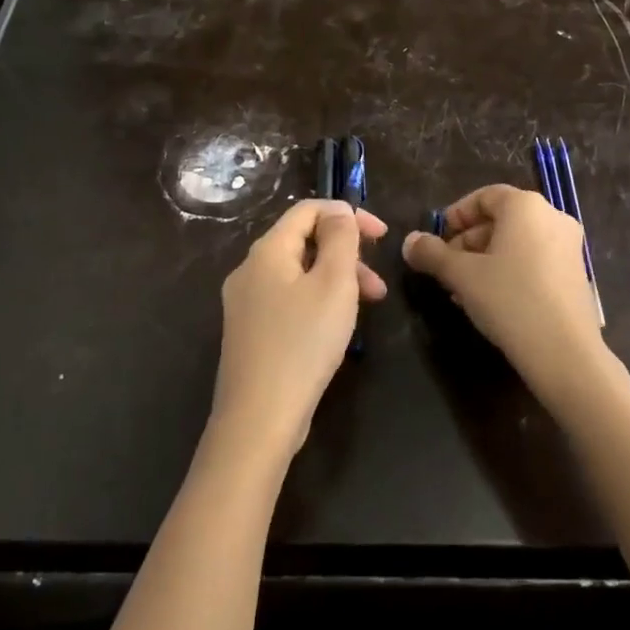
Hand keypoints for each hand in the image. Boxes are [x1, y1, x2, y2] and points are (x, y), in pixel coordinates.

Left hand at [211, 199, 387, 459]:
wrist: (258, 418)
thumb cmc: (302, 343)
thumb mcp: (333, 284)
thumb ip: (340, 239)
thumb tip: (338, 210)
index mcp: (267, 251)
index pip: (307, 210)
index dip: (347, 214)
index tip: (383, 235)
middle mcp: (249, 270)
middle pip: (303, 242)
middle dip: (346, 254)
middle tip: (379, 284)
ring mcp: (246, 303)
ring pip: (299, 274)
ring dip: (337, 280)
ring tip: (369, 307)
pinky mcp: (251, 332)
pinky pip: (289, 300)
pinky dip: (318, 301)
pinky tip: (337, 327)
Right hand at [403, 185, 614, 410]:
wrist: (565, 352)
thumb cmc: (509, 299)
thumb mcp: (461, 275)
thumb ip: (431, 254)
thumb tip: (410, 241)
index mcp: (526, 206)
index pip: (484, 197)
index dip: (456, 215)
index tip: (437, 241)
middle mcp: (552, 217)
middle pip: (500, 220)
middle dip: (468, 242)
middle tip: (446, 269)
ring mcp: (569, 246)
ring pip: (516, 243)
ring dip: (485, 260)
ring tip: (463, 290)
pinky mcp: (576, 274)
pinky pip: (534, 260)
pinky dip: (509, 271)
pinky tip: (491, 300)